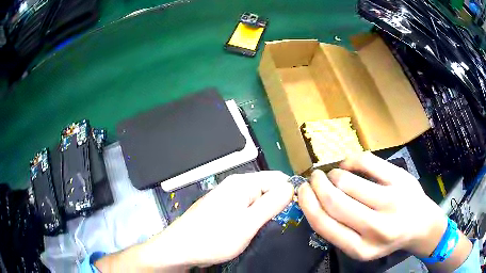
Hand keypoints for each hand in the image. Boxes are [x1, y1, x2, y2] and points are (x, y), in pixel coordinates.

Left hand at [96, 171, 293, 271]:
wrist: (180, 248)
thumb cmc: (214, 238)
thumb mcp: (248, 223)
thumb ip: (271, 204)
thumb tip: (291, 186)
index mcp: (243, 183)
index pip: (278, 178)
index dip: (289, 193)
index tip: (295, 212)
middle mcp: (235, 185)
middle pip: (267, 188)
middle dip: (277, 203)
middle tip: (280, 224)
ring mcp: (227, 196)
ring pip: (257, 199)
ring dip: (265, 211)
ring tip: (265, 228)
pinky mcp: (222, 207)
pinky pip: (246, 207)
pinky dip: (253, 216)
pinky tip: (250, 228)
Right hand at [298, 152, 447, 260]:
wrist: (421, 225)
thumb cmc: (389, 237)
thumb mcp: (361, 245)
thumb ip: (339, 230)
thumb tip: (314, 202)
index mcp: (361, 249)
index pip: (324, 224)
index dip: (308, 203)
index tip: (301, 191)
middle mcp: (377, 228)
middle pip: (334, 200)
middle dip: (317, 185)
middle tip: (314, 177)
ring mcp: (391, 201)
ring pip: (348, 181)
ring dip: (333, 174)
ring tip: (333, 175)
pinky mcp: (400, 179)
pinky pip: (367, 161)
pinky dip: (350, 160)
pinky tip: (348, 164)